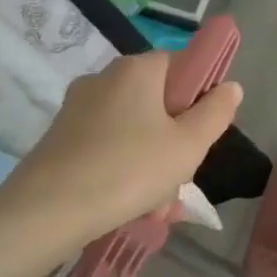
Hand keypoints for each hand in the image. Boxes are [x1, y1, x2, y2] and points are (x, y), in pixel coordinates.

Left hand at [0, 54, 241, 257]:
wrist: (46, 213)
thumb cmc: (130, 170)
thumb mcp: (190, 144)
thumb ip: (216, 112)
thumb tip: (230, 86)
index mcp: (137, 70)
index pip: (182, 64)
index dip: (200, 94)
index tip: (204, 130)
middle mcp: (104, 79)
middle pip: (158, 101)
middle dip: (176, 138)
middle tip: (183, 176)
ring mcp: (77, 108)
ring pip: (135, 129)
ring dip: (153, 162)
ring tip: (159, 204)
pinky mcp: (60, 138)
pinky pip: (108, 147)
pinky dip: (124, 170)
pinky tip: (132, 205)